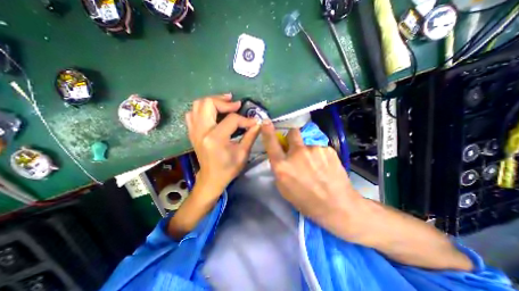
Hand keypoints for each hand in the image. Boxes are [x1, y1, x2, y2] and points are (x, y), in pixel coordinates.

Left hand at [186, 94, 259, 191]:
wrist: (211, 178)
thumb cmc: (228, 168)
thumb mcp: (243, 153)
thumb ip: (251, 136)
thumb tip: (258, 123)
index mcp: (215, 138)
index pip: (232, 119)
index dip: (245, 119)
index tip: (254, 122)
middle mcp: (201, 131)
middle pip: (208, 104)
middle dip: (224, 101)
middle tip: (236, 104)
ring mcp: (194, 131)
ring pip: (198, 105)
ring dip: (213, 102)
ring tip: (226, 103)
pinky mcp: (192, 132)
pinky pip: (193, 113)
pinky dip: (203, 109)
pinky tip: (213, 112)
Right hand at [260, 120, 361, 224]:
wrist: (337, 205)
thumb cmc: (306, 201)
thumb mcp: (284, 188)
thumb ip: (279, 168)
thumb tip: (280, 156)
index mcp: (283, 166)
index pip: (271, 143)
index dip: (267, 131)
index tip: (266, 122)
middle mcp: (297, 153)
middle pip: (292, 132)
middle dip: (292, 138)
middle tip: (297, 148)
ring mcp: (314, 149)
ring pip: (307, 143)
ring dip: (307, 150)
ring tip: (315, 165)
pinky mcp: (327, 149)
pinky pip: (319, 148)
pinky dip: (319, 155)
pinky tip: (324, 166)